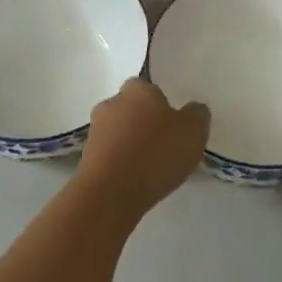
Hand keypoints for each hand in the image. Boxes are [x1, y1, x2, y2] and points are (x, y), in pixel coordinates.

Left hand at [79, 78, 209, 218]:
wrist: (110, 193)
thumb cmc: (155, 153)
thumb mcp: (194, 131)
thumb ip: (197, 115)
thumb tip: (193, 110)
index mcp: (138, 88)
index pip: (150, 89)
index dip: (162, 106)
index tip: (174, 126)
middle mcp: (112, 102)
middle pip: (132, 108)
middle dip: (144, 123)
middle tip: (163, 146)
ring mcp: (94, 130)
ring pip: (118, 132)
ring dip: (130, 145)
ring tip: (149, 169)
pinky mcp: (84, 158)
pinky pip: (108, 155)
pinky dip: (119, 164)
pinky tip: (133, 182)